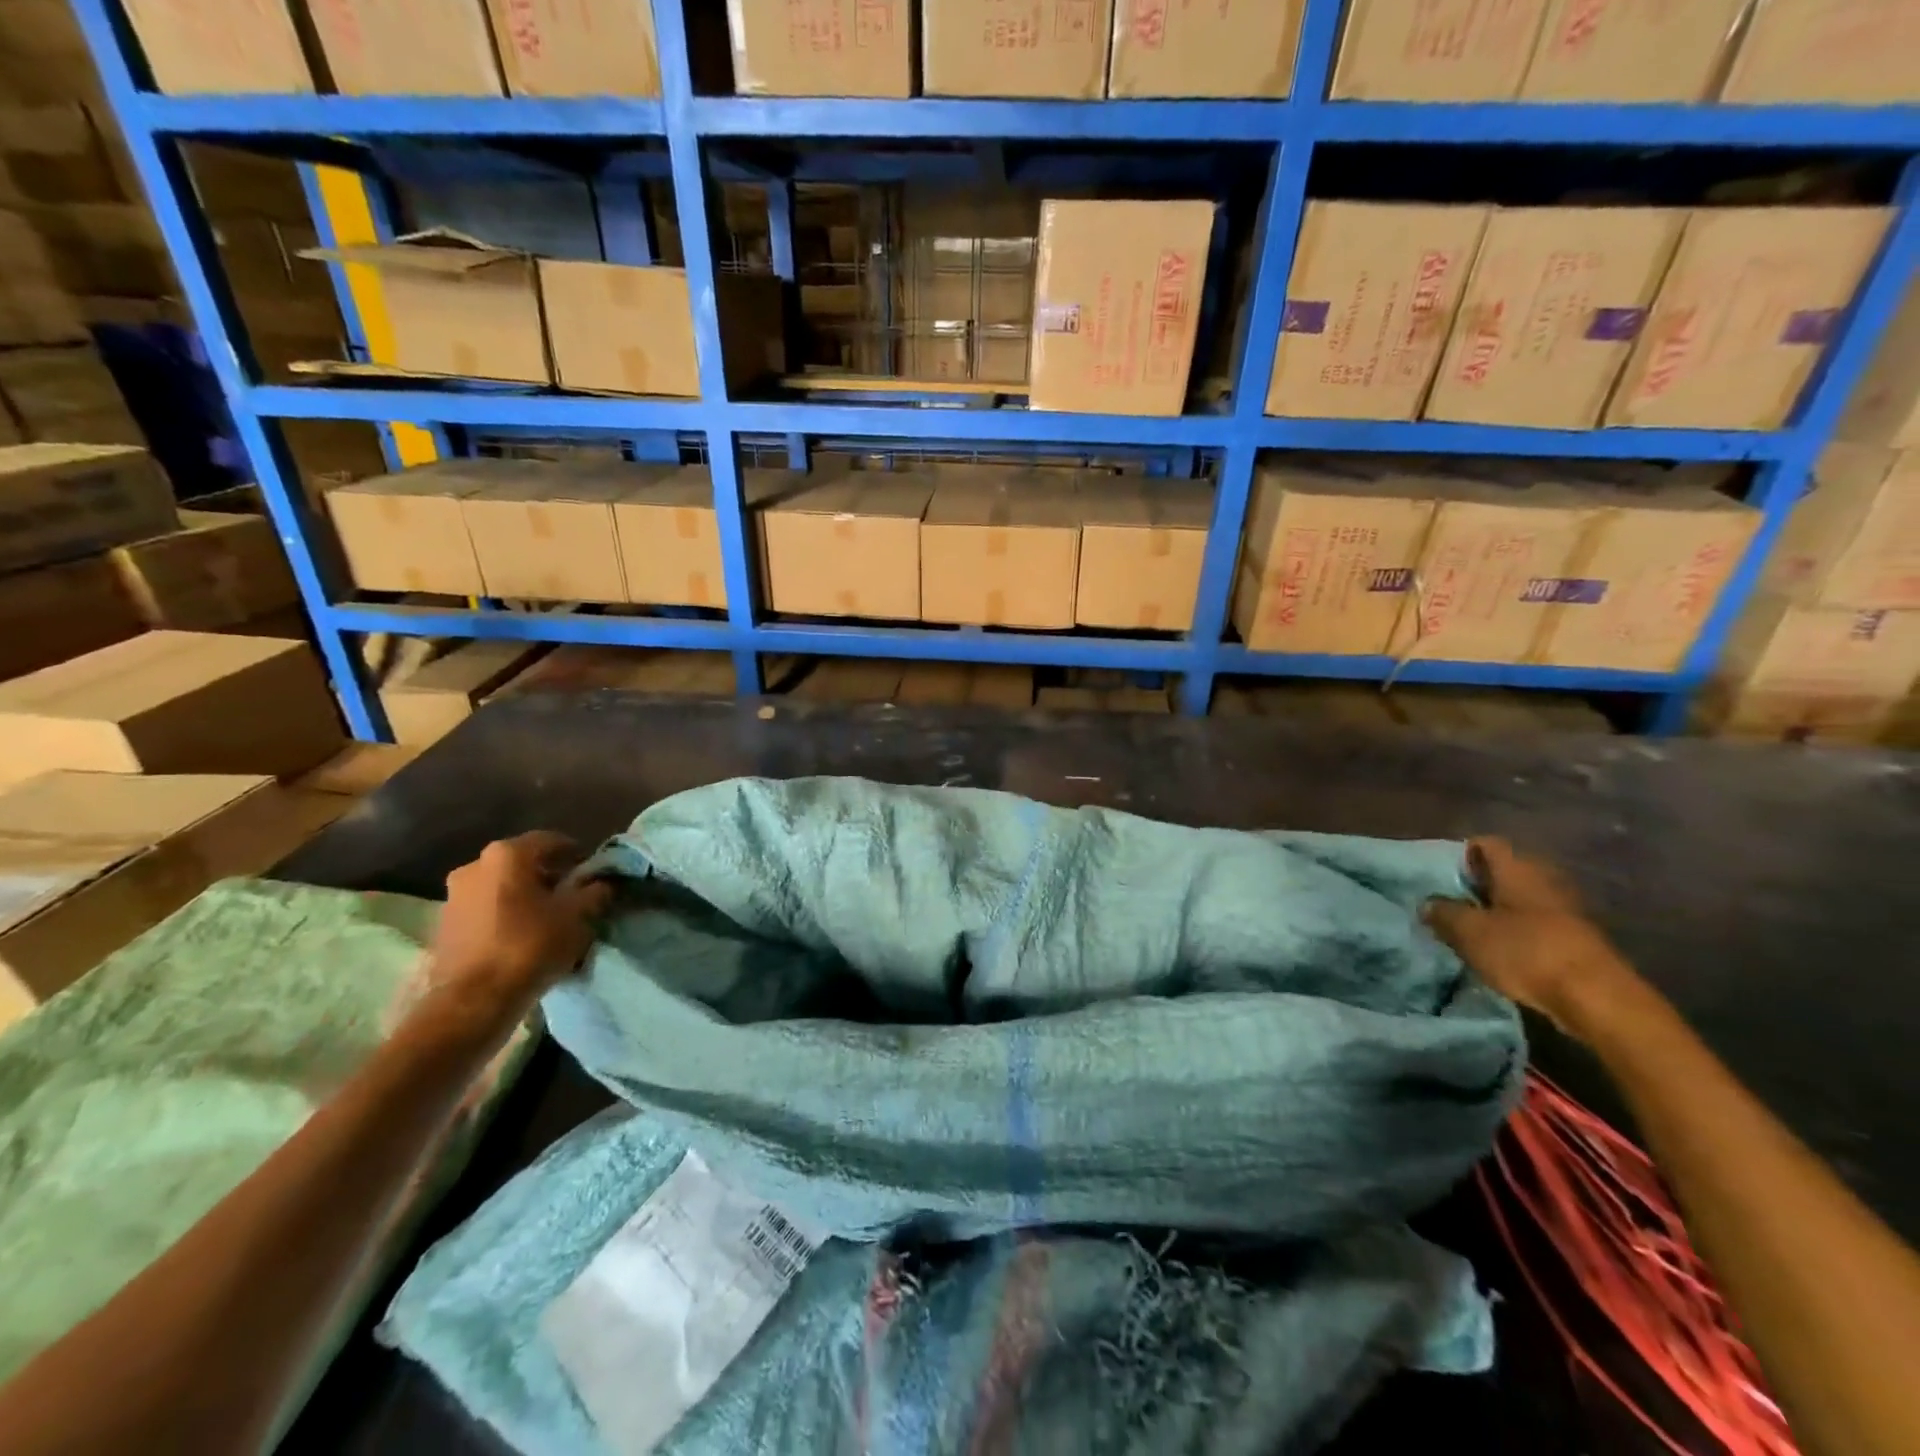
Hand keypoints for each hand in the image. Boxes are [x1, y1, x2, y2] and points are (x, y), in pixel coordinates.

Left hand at [426, 832, 611, 1032]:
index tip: (592, 872)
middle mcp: (474, 866)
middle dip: (549, 876)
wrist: (473, 1001)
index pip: (551, 840)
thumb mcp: (578, 916)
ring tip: (547, 919)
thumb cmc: (530, 946)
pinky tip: (522, 936)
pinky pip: (484, 909)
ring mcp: (453, 896)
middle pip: (523, 863)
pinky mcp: (443, 925)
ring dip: (524, 896)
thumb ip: (595, 892)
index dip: (576, 855)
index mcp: (507, 855)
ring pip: (501, 886)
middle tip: (572, 896)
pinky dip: (505, 914)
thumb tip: (604, 882)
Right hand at [1423, 838, 1638, 1036]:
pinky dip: (1516, 931)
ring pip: (1520, 899)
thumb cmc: (1526, 951)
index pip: (1484, 844)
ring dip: (1496, 911)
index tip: (1438, 877)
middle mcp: (1544, 878)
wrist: (1597, 998)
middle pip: (1504, 872)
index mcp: (1518, 867)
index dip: (1459, 855)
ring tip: (1470, 930)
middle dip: (1477, 886)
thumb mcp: (1469, 932)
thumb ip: (1443, 913)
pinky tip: (1499, 950)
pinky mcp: (1576, 936)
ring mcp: (1565, 908)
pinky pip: (1536, 923)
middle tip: (1449, 904)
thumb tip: (1429, 903)